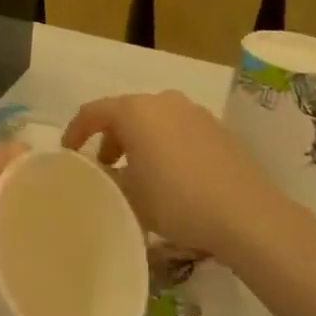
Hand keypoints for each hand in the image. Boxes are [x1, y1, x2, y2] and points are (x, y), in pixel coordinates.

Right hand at [62, 91, 276, 262]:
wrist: (247, 214)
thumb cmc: (177, 201)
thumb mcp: (130, 196)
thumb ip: (107, 178)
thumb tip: (100, 172)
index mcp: (135, 110)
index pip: (93, 112)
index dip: (75, 131)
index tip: (68, 152)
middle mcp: (163, 101)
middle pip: (125, 112)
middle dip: (110, 136)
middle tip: (104, 165)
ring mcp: (193, 111)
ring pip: (154, 120)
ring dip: (139, 140)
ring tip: (137, 172)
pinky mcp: (217, 128)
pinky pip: (178, 129)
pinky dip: (165, 144)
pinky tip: (171, 175)